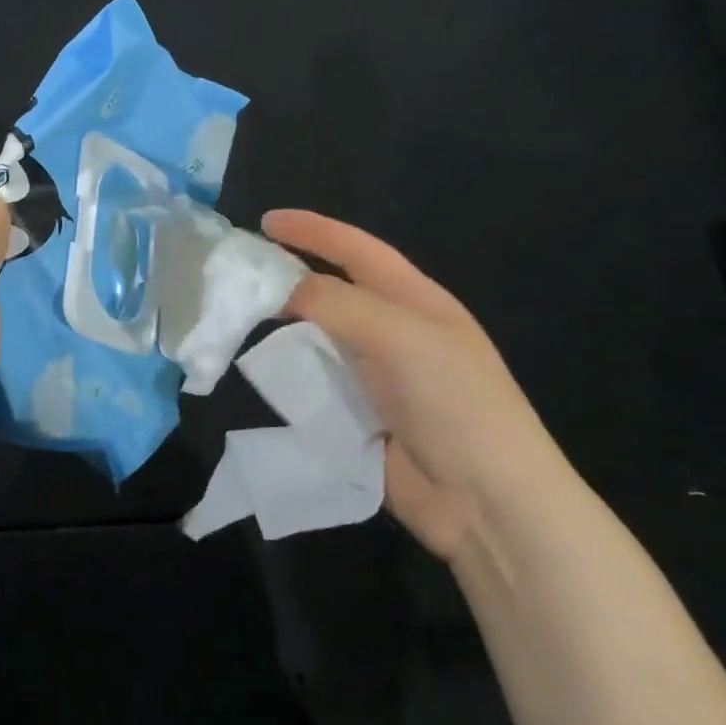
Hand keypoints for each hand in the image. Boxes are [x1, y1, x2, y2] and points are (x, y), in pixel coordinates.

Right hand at [262, 209, 567, 561]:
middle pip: (334, 293)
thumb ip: (338, 304)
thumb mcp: (401, 336)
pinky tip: (260, 375)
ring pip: (321, 340)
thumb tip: (281, 287)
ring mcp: (379, 379)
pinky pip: (318, 387)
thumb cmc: (456, 403)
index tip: (265, 221)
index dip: (313, 231)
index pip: (357, 250)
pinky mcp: (362, 420)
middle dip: (290, 278)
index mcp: (415, 301)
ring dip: (285, 329)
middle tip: (240, 276)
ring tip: (238, 321)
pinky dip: (290, 378)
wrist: (488, 503)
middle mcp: (395, 333)